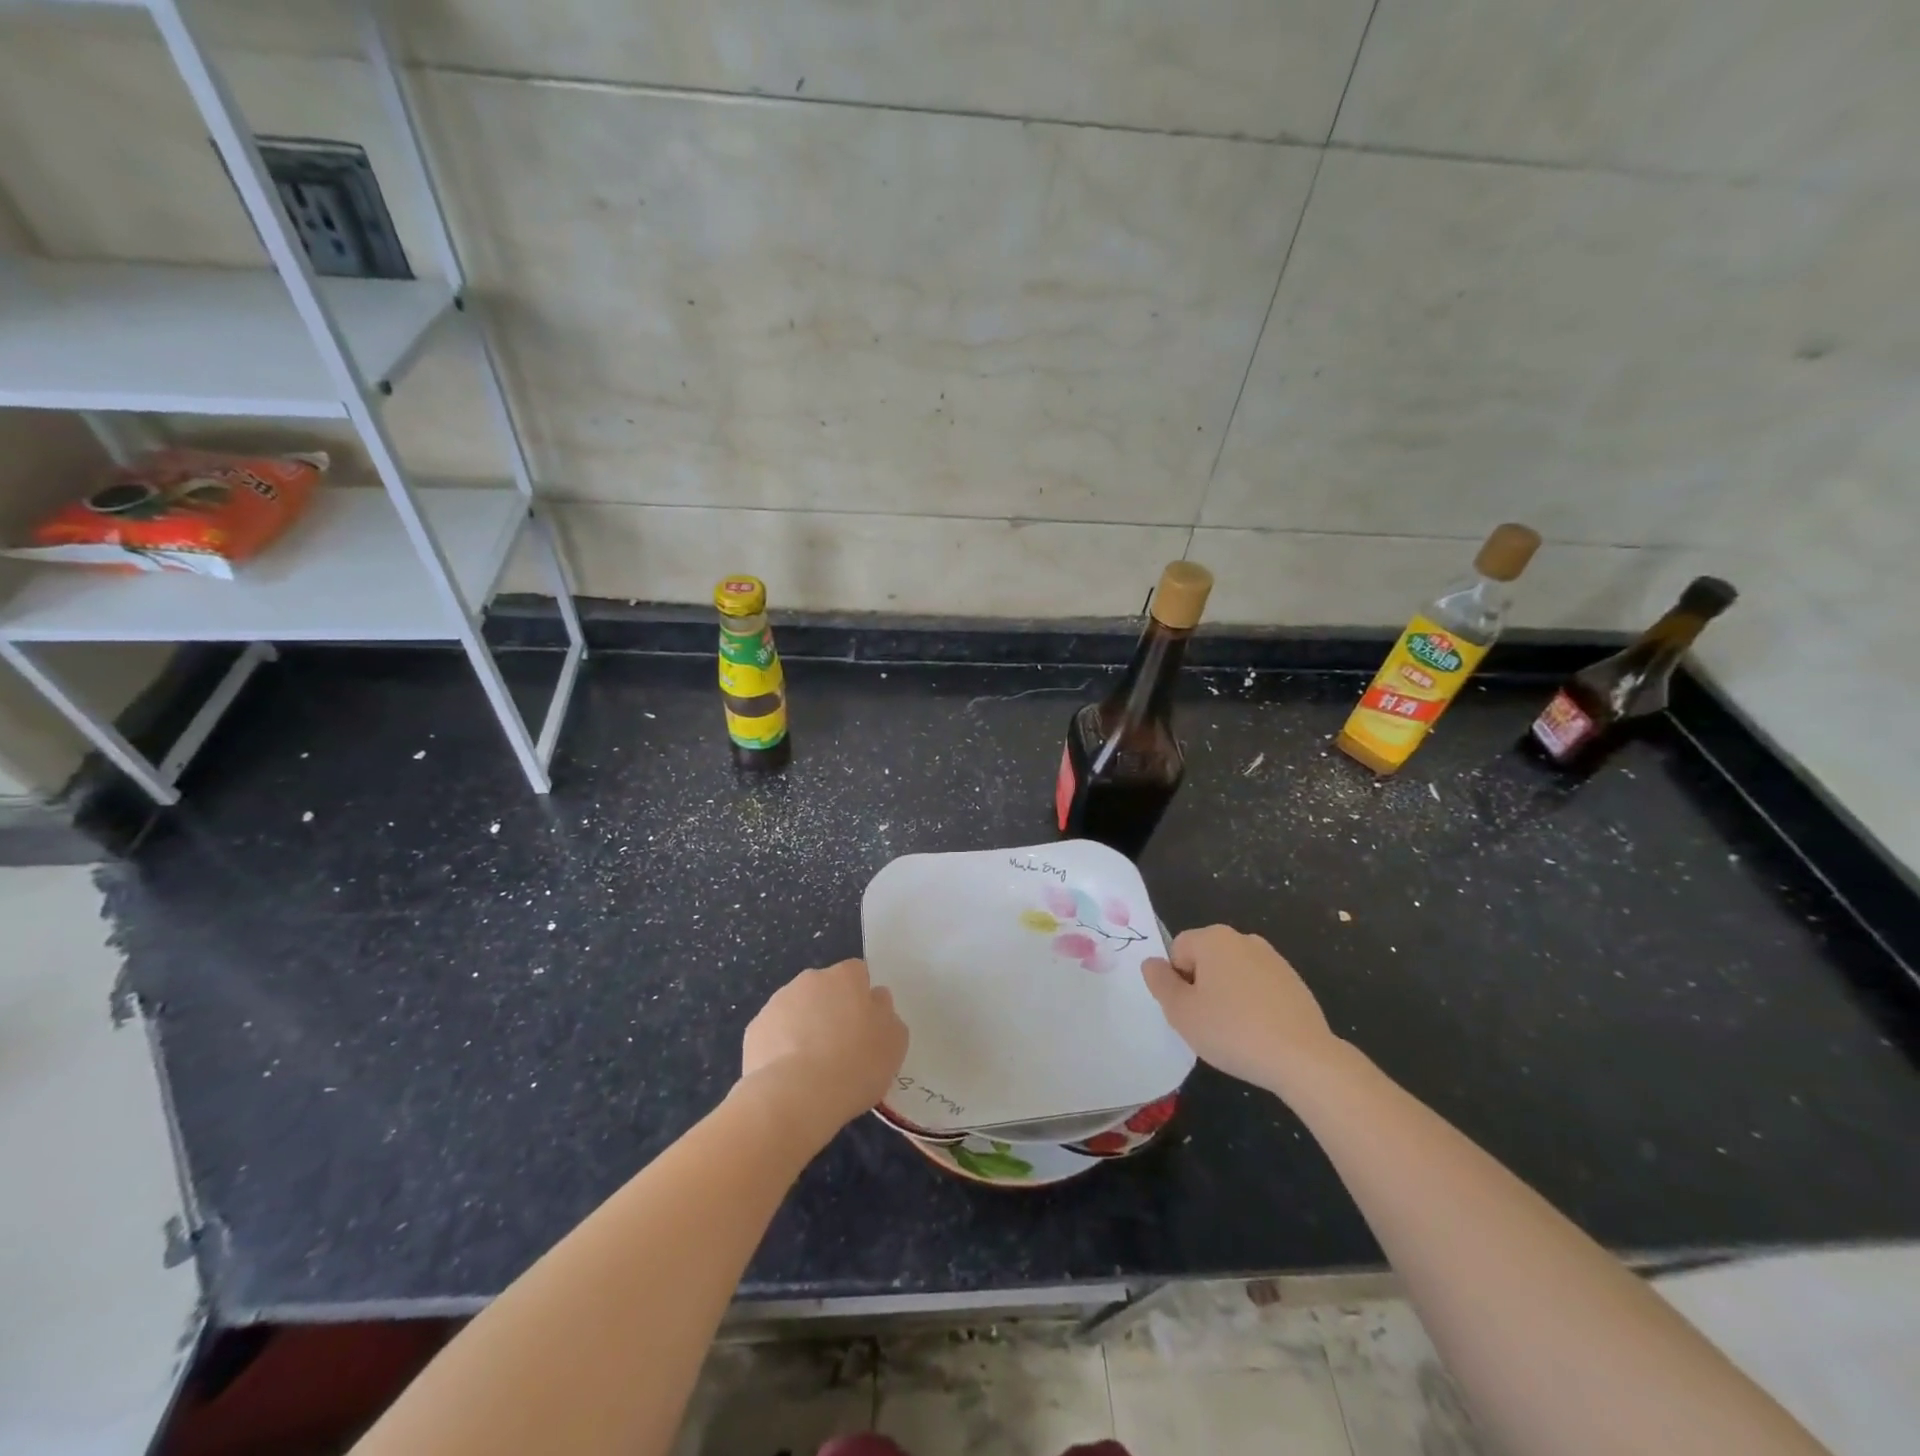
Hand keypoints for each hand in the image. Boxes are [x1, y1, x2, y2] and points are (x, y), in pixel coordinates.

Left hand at [738, 959, 908, 1140]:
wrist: (796, 1096)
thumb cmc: (855, 1064)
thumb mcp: (894, 1042)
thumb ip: (886, 1014)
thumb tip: (875, 1003)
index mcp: (846, 977)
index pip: (858, 974)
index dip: (862, 998)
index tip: (866, 1026)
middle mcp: (810, 980)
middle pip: (826, 990)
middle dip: (832, 1011)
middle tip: (842, 1048)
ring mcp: (778, 1002)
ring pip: (798, 1010)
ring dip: (806, 1029)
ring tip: (814, 1069)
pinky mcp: (755, 1029)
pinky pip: (775, 1033)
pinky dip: (782, 1049)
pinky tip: (791, 1076)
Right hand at [1142, 925, 1339, 1095]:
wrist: (1304, 1058)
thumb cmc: (1232, 1031)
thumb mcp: (1181, 1012)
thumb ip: (1160, 982)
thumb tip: (1152, 963)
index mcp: (1213, 938)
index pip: (1177, 950)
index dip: (1177, 981)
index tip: (1189, 1010)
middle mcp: (1243, 939)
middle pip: (1206, 959)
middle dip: (1202, 987)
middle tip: (1207, 1023)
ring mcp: (1273, 959)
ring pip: (1233, 974)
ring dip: (1227, 996)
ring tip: (1235, 1032)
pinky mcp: (1294, 982)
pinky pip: (1259, 988)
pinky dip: (1253, 1005)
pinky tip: (1260, 1034)